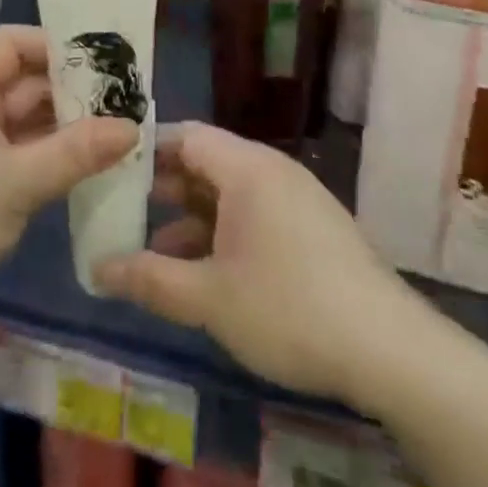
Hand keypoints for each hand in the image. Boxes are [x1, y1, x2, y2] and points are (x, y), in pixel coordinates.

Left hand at [0, 25, 137, 344]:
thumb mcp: (16, 184)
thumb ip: (76, 153)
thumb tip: (132, 126)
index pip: (12, 43)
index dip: (56, 47)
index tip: (103, 66)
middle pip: (21, 81)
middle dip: (69, 91)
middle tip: (124, 104)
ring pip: (20, 120)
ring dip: (61, 127)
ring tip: (114, 135)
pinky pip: (13, 152)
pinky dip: (44, 155)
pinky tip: (80, 168)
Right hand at [94, 122, 420, 407]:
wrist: (390, 351)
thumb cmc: (289, 308)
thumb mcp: (209, 297)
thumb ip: (149, 279)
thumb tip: (97, 267)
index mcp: (246, 167)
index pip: (185, 136)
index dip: (145, 151)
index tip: (110, 173)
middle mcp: (271, 170)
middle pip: (207, 161)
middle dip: (164, 187)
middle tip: (122, 210)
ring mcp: (296, 198)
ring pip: (230, 192)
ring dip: (191, 216)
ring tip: (153, 251)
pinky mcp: (313, 227)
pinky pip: (254, 213)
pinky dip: (223, 232)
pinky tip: (204, 272)